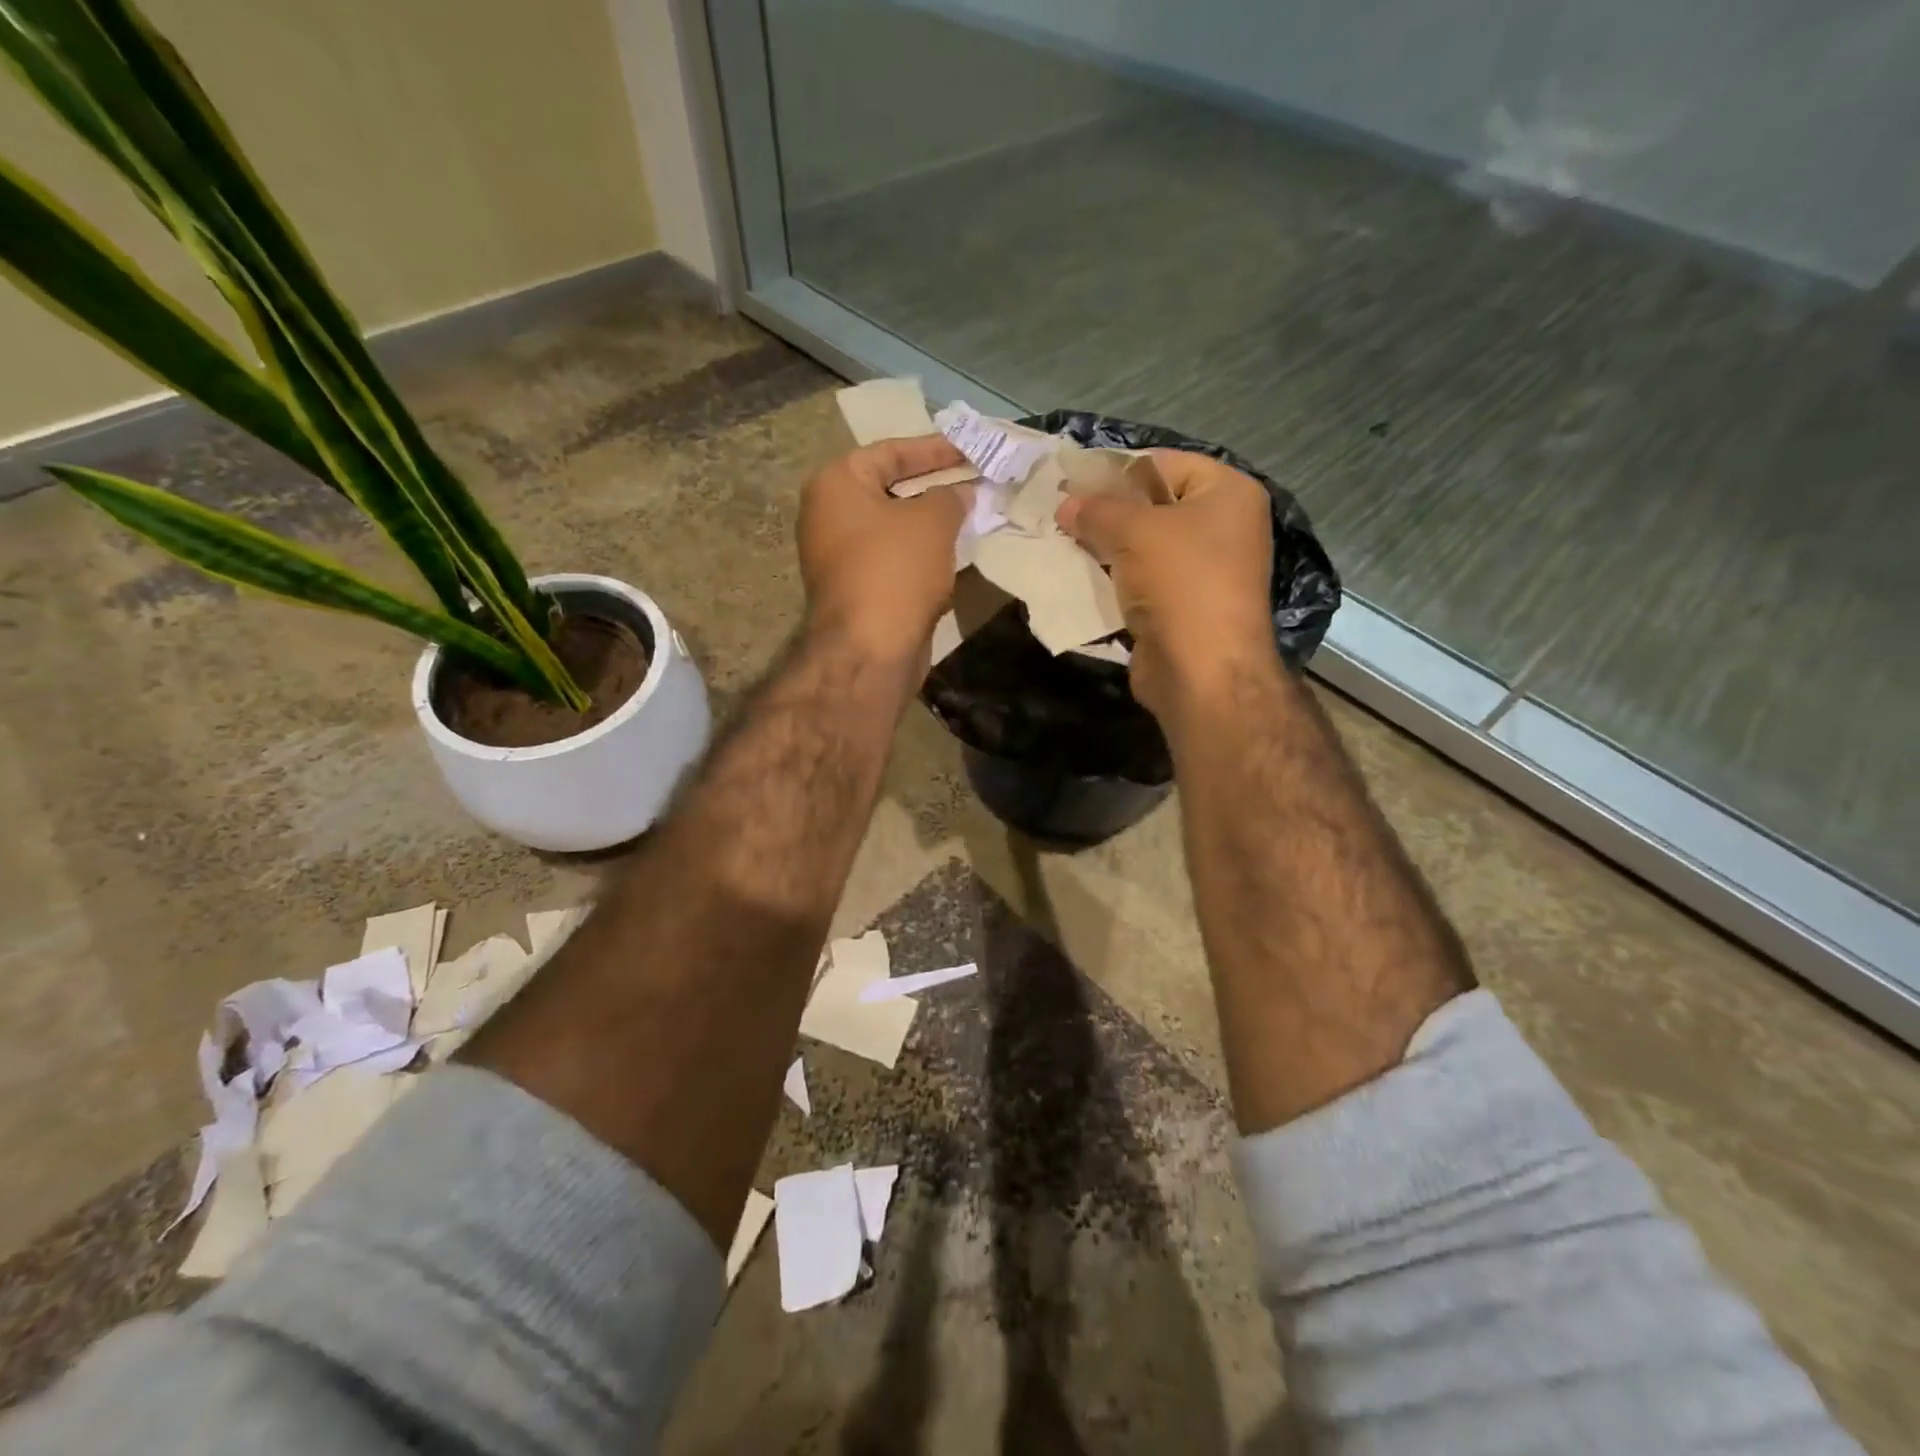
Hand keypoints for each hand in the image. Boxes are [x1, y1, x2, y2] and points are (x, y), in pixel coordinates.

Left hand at [798, 436, 971, 664]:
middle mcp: (828, 514)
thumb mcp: (932, 520)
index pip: (891, 452)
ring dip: (930, 523)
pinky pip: (892, 559)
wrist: (869, 649)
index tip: (970, 450)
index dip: (935, 449)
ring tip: (971, 515)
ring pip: (893, 527)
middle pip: (889, 489)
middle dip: (934, 486)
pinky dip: (920, 554)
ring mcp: (837, 555)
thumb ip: (950, 496)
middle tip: (974, 481)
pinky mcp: (854, 589)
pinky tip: (952, 556)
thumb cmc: (896, 569)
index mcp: (836, 484)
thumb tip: (961, 493)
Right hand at [1056, 449, 1275, 718]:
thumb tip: (1064, 504)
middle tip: (1060, 514)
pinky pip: (1140, 583)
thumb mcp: (1134, 531)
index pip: (1164, 464)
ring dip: (1104, 549)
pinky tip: (1076, 578)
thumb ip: (1096, 510)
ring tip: (1060, 543)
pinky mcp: (1181, 609)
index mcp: (1228, 494)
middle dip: (1106, 513)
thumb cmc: (1180, 582)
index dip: (1117, 471)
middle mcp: (1222, 528)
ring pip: (1142, 548)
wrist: (1202, 671)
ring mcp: (1202, 572)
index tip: (1072, 482)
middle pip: (1152, 507)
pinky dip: (1112, 581)